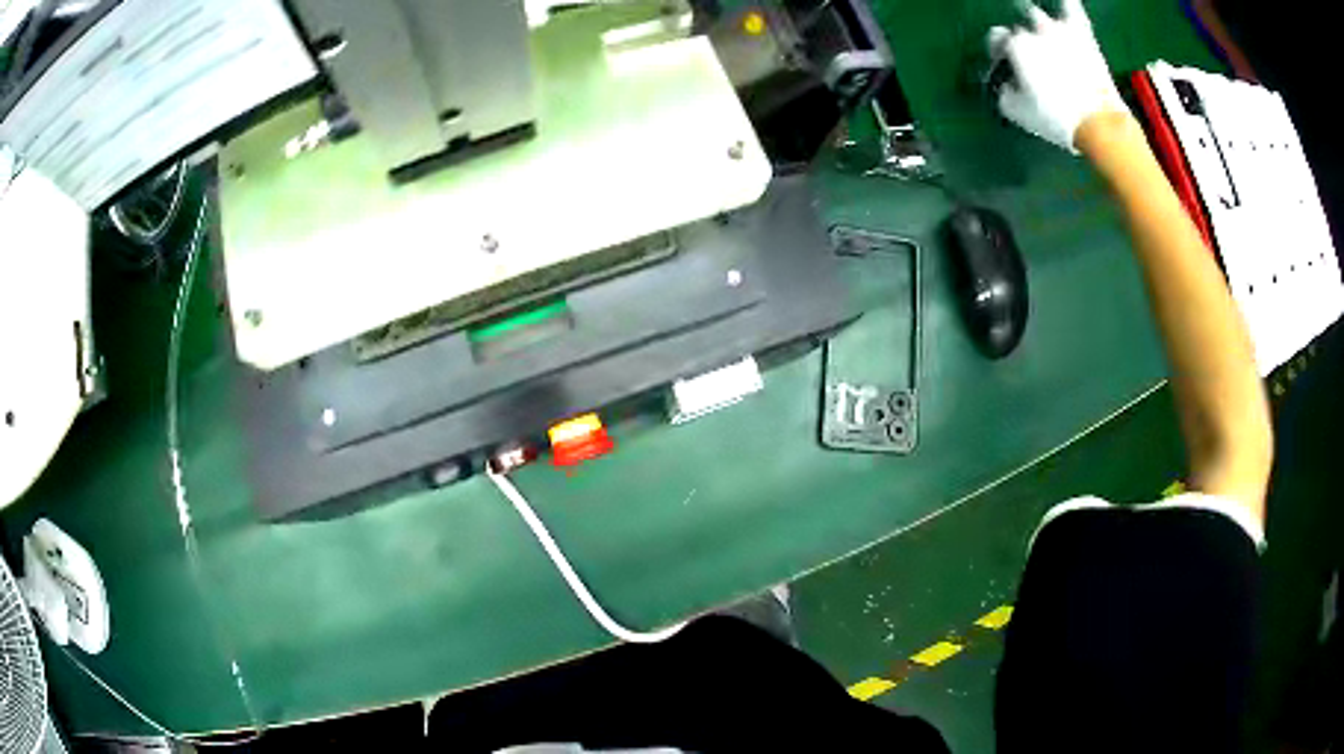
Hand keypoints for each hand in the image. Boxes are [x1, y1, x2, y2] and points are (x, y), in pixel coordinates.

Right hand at [987, 0, 1128, 152]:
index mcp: (1014, 46)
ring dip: (1038, 26)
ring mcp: (1058, 29)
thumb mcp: (1016, 112)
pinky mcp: (1083, 35)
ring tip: (1043, 38)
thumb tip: (1006, 85)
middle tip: (1033, 65)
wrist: (1098, 123)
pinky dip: (1068, 4)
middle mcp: (1032, 31)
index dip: (1000, 54)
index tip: (1007, 70)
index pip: (997, 39)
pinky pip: (1072, 8)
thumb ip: (1004, 91)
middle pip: (1019, 30)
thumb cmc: (1055, 119)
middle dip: (1022, 44)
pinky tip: (1065, 3)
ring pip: (1039, 16)